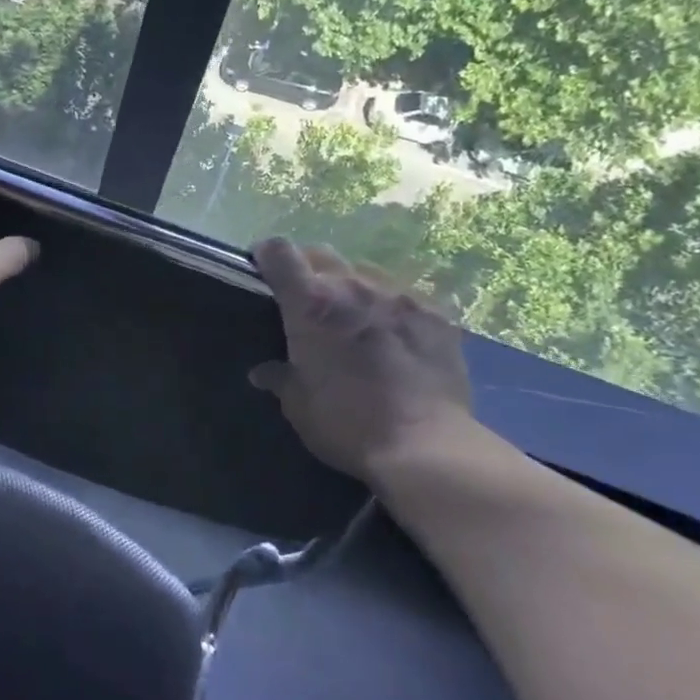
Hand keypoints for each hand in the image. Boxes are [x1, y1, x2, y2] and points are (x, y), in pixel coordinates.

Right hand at [247, 238, 472, 482]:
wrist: (425, 447)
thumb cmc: (347, 424)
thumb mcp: (298, 405)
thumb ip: (280, 378)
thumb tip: (262, 372)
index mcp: (310, 303)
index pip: (279, 252)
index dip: (267, 255)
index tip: (263, 270)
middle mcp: (353, 287)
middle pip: (322, 255)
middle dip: (309, 270)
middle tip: (308, 303)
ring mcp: (399, 297)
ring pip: (365, 272)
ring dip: (352, 288)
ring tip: (356, 319)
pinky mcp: (436, 315)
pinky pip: (405, 297)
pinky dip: (392, 309)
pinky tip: (397, 338)